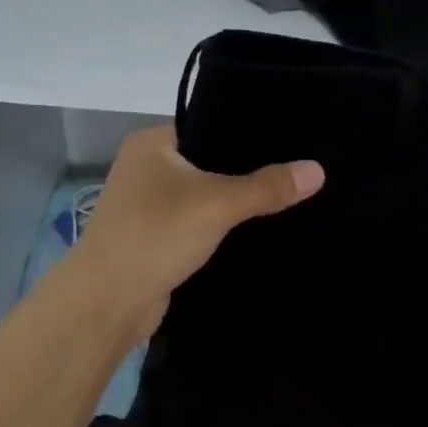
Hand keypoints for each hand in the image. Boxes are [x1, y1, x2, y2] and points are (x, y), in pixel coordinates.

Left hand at [71, 125, 324, 331]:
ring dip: (236, 205)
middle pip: (211, 163)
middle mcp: (148, 168)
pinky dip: (223, 229)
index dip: (250, 133)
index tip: (293, 140)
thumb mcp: (217, 204)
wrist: (109, 300)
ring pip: (205, 198)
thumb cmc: (156, 236)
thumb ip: (267, 187)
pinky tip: (259, 232)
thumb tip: (318, 170)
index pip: (210, 125)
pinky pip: (199, 225)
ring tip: (288, 199)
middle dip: (249, 173)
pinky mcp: (157, 239)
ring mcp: (150, 206)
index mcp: (153, 144)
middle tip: (299, 172)